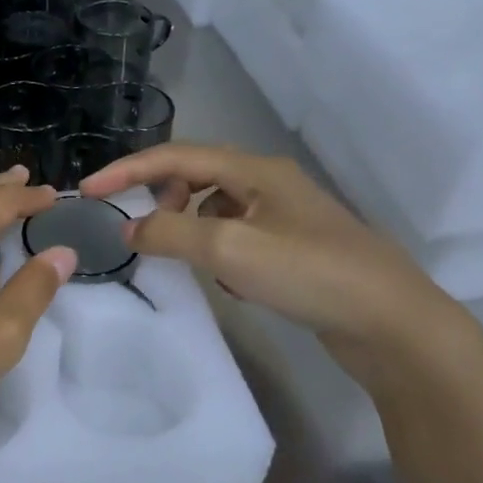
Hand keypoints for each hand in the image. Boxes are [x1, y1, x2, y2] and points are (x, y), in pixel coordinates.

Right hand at [80, 142, 462, 352]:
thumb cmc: (310, 274)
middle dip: (161, 197)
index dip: (127, 171)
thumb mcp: (230, 249)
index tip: (87, 192)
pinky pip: (239, 238)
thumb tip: (129, 229)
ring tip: (184, 258)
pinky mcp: (297, 250)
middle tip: (141, 228)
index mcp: (255, 170)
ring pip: (218, 209)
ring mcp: (287, 218)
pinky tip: (229, 284)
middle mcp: (270, 185)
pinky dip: (219, 252)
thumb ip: (171, 233)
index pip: (175, 156)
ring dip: (190, 226)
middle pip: (197, 176)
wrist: (395, 325)